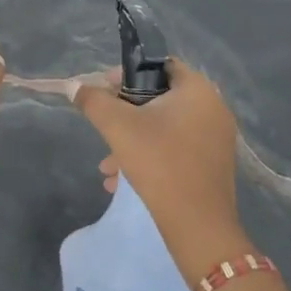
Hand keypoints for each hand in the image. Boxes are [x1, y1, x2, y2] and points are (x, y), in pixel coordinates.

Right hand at [74, 59, 249, 275]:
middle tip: (104, 127)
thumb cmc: (159, 162)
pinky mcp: (214, 164)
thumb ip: (93, 101)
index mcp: (197, 89)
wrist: (198, 225)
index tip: (104, 91)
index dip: (127, 74)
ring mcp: (217, 138)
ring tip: (107, 165)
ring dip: (133, 139)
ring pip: (166, 127)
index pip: (159, 65)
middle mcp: (213, 108)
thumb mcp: (118, 127)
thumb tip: (73, 86)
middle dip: (126, 114)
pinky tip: (123, 181)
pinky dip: (151, 156)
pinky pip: (177, 148)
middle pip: (160, 98)